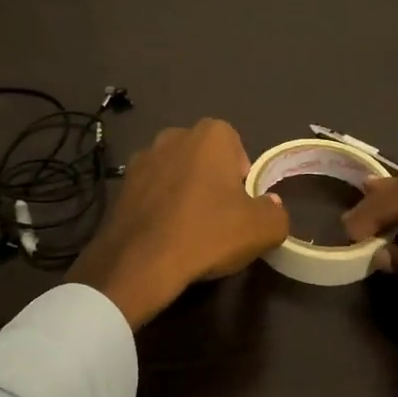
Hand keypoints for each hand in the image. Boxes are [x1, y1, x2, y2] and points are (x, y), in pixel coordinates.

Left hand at [72, 119, 290, 330]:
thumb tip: (270, 205)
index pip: (235, 146)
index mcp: (211, 134)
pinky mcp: (121, 184)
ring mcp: (143, 157)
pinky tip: (164, 233)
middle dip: (211, 179)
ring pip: (174, 171)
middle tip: (218, 216)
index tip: (241, 204)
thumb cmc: (208, 233)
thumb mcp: (263, 229)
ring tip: (189, 227)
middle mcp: (174, 135)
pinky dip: (159, 204)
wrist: (141, 262)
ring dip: (183, 190)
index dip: (241, 175)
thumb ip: (276, 212)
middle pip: (203, 156)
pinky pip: (151, 190)